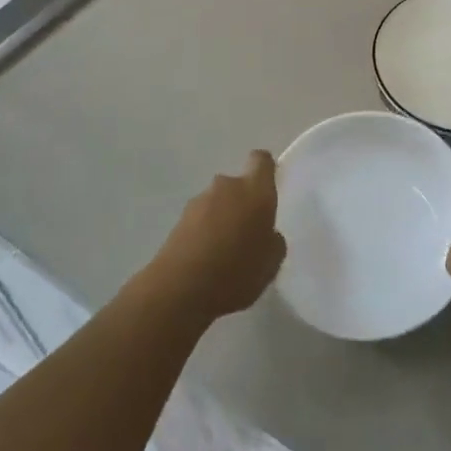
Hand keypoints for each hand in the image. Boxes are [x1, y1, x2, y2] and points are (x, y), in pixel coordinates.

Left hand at [148, 150, 286, 321]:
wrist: (180, 290)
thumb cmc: (237, 271)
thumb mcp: (272, 262)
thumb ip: (273, 240)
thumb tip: (265, 233)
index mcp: (254, 190)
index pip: (261, 160)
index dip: (265, 170)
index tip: (268, 189)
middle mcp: (226, 187)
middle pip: (237, 186)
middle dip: (242, 204)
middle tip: (247, 235)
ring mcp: (198, 202)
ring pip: (217, 204)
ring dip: (221, 220)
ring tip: (224, 254)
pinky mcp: (178, 221)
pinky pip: (199, 221)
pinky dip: (204, 234)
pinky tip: (206, 262)